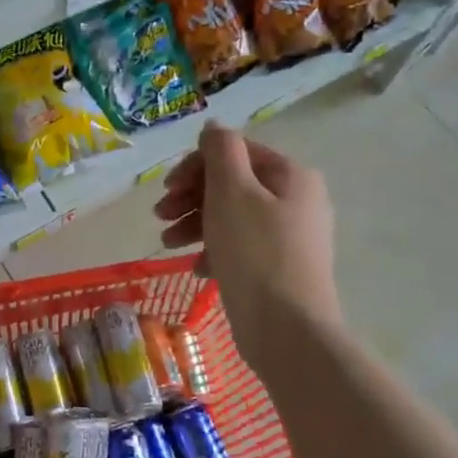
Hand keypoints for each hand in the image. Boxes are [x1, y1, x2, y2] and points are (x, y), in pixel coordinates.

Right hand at [153, 121, 340, 352]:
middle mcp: (297, 200)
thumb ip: (220, 151)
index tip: (167, 188)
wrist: (288, 331)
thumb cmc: (256, 253)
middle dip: (191, 197)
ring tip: (167, 244)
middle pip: (232, 184)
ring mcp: (291, 237)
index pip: (236, 152)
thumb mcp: (231, 191)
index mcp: (291, 176)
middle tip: (160, 216)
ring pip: (232, 216)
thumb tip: (214, 126)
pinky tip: (197, 269)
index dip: (196, 164)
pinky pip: (241, 247)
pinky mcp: (280, 269)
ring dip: (195, 223)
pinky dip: (215, 251)